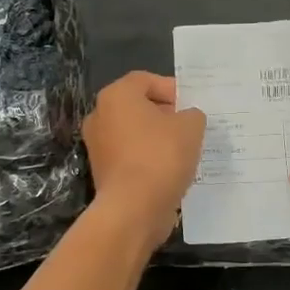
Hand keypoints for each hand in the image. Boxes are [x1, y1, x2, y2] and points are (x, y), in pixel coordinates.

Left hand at [82, 71, 205, 247]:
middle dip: (165, 114)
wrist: (133, 208)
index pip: (145, 80)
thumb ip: (192, 115)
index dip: (171, 89)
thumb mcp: (190, 127)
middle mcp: (99, 116)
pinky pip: (130, 157)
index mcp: (116, 96)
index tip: (191, 105)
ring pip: (133, 133)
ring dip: (157, 138)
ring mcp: (97, 146)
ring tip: (183, 150)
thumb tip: (187, 118)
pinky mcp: (102, 172)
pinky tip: (170, 171)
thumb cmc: (161, 156)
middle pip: (137, 106)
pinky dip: (148, 159)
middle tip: (189, 126)